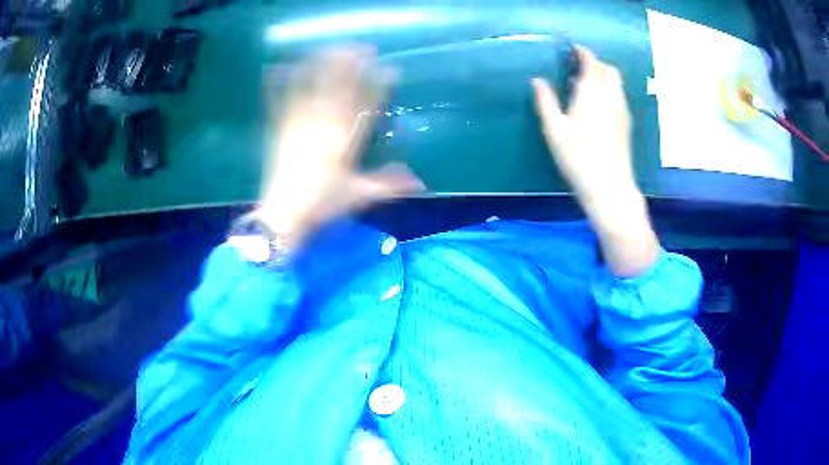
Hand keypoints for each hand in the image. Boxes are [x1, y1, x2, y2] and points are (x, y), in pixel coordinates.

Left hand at [259, 46, 422, 245]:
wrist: (283, 215)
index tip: (390, 69)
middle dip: (350, 65)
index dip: (379, 85)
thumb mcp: (359, 194)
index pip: (365, 105)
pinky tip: (280, 69)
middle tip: (361, 47)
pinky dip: (281, 84)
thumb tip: (421, 182)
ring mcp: (299, 124)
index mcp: (344, 139)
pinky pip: (281, 102)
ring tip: (330, 48)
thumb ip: (389, 184)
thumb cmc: (322, 204)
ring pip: (312, 87)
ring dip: (321, 65)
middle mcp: (322, 125)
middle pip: (338, 87)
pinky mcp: (280, 129)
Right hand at [531, 46, 637, 206]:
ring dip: (604, 78)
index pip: (591, 63)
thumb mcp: (554, 129)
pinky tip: (598, 105)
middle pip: (609, 70)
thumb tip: (537, 81)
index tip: (574, 49)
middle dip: (596, 63)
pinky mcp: (626, 125)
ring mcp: (622, 112)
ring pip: (616, 84)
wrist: (609, 187)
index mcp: (592, 93)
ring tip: (587, 85)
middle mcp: (611, 98)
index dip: (583, 53)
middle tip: (581, 66)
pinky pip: (619, 98)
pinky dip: (609, 92)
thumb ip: (545, 101)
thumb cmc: (578, 157)